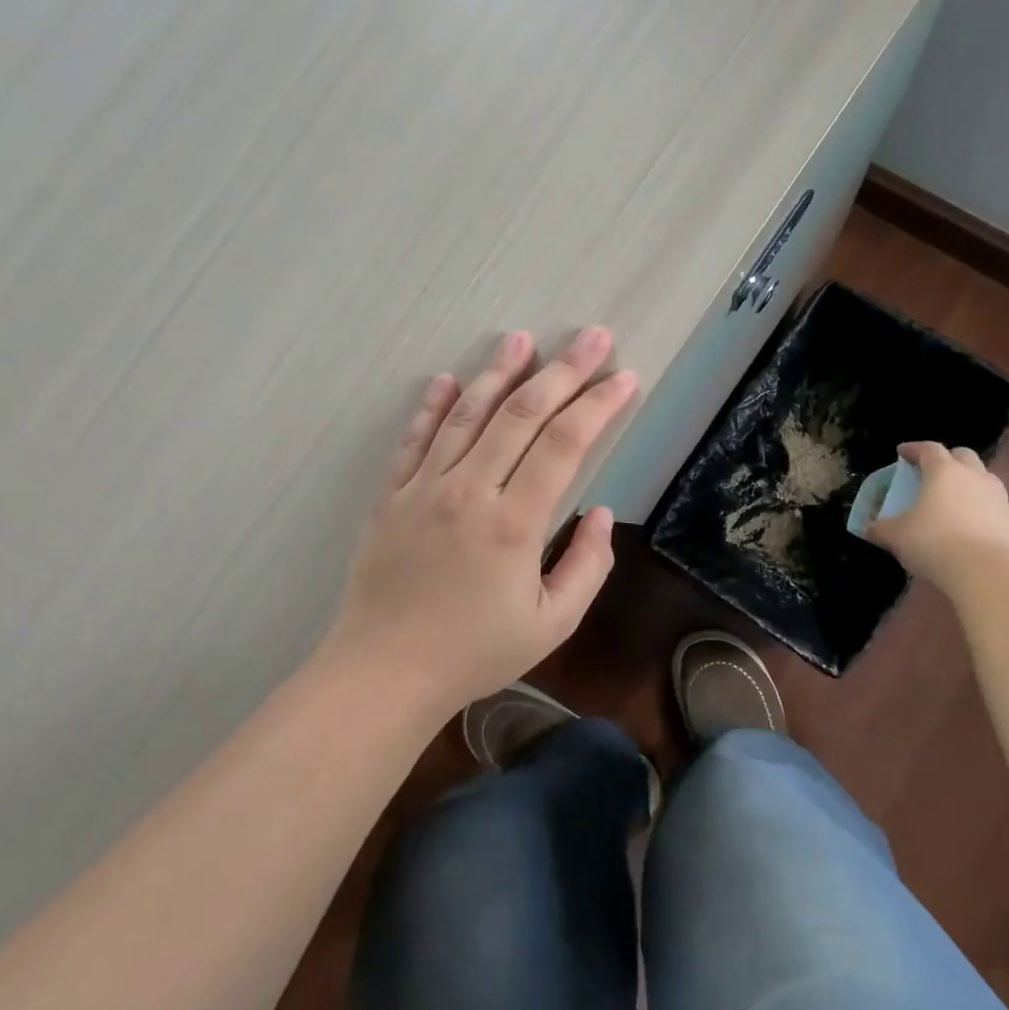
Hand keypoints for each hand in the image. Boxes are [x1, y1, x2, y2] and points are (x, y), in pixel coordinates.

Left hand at [326, 327, 637, 714]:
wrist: (384, 672)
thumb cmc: (474, 653)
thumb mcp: (551, 625)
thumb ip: (587, 567)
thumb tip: (603, 513)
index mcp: (514, 524)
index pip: (565, 445)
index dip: (598, 405)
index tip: (625, 378)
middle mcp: (469, 491)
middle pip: (521, 415)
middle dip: (562, 371)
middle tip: (592, 337)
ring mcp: (424, 488)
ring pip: (466, 415)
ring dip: (498, 373)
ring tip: (520, 338)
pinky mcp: (391, 495)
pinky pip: (414, 440)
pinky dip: (431, 406)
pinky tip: (447, 379)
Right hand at [866, 441, 1008, 593]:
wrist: (988, 573)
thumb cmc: (934, 542)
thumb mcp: (897, 536)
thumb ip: (881, 528)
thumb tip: (868, 528)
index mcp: (944, 472)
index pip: (929, 449)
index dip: (914, 449)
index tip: (902, 453)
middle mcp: (974, 477)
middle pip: (963, 456)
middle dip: (947, 459)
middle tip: (931, 472)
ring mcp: (999, 499)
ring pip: (984, 479)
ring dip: (968, 483)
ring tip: (953, 500)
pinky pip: (995, 506)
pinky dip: (981, 509)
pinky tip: (970, 527)